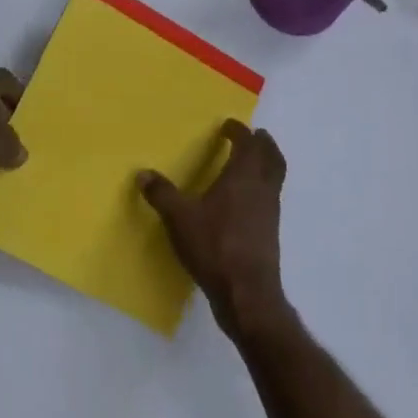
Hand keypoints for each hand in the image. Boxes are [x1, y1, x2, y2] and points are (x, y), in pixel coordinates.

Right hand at [140, 121, 290, 340]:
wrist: (246, 292)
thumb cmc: (214, 246)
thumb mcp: (179, 218)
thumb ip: (161, 194)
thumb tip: (143, 174)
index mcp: (242, 177)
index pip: (247, 144)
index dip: (239, 132)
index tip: (229, 126)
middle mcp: (262, 190)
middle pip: (272, 158)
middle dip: (264, 144)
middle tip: (255, 136)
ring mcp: (270, 213)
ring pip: (275, 179)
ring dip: (267, 165)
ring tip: (251, 164)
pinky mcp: (270, 233)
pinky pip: (270, 199)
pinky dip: (262, 189)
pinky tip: (245, 201)